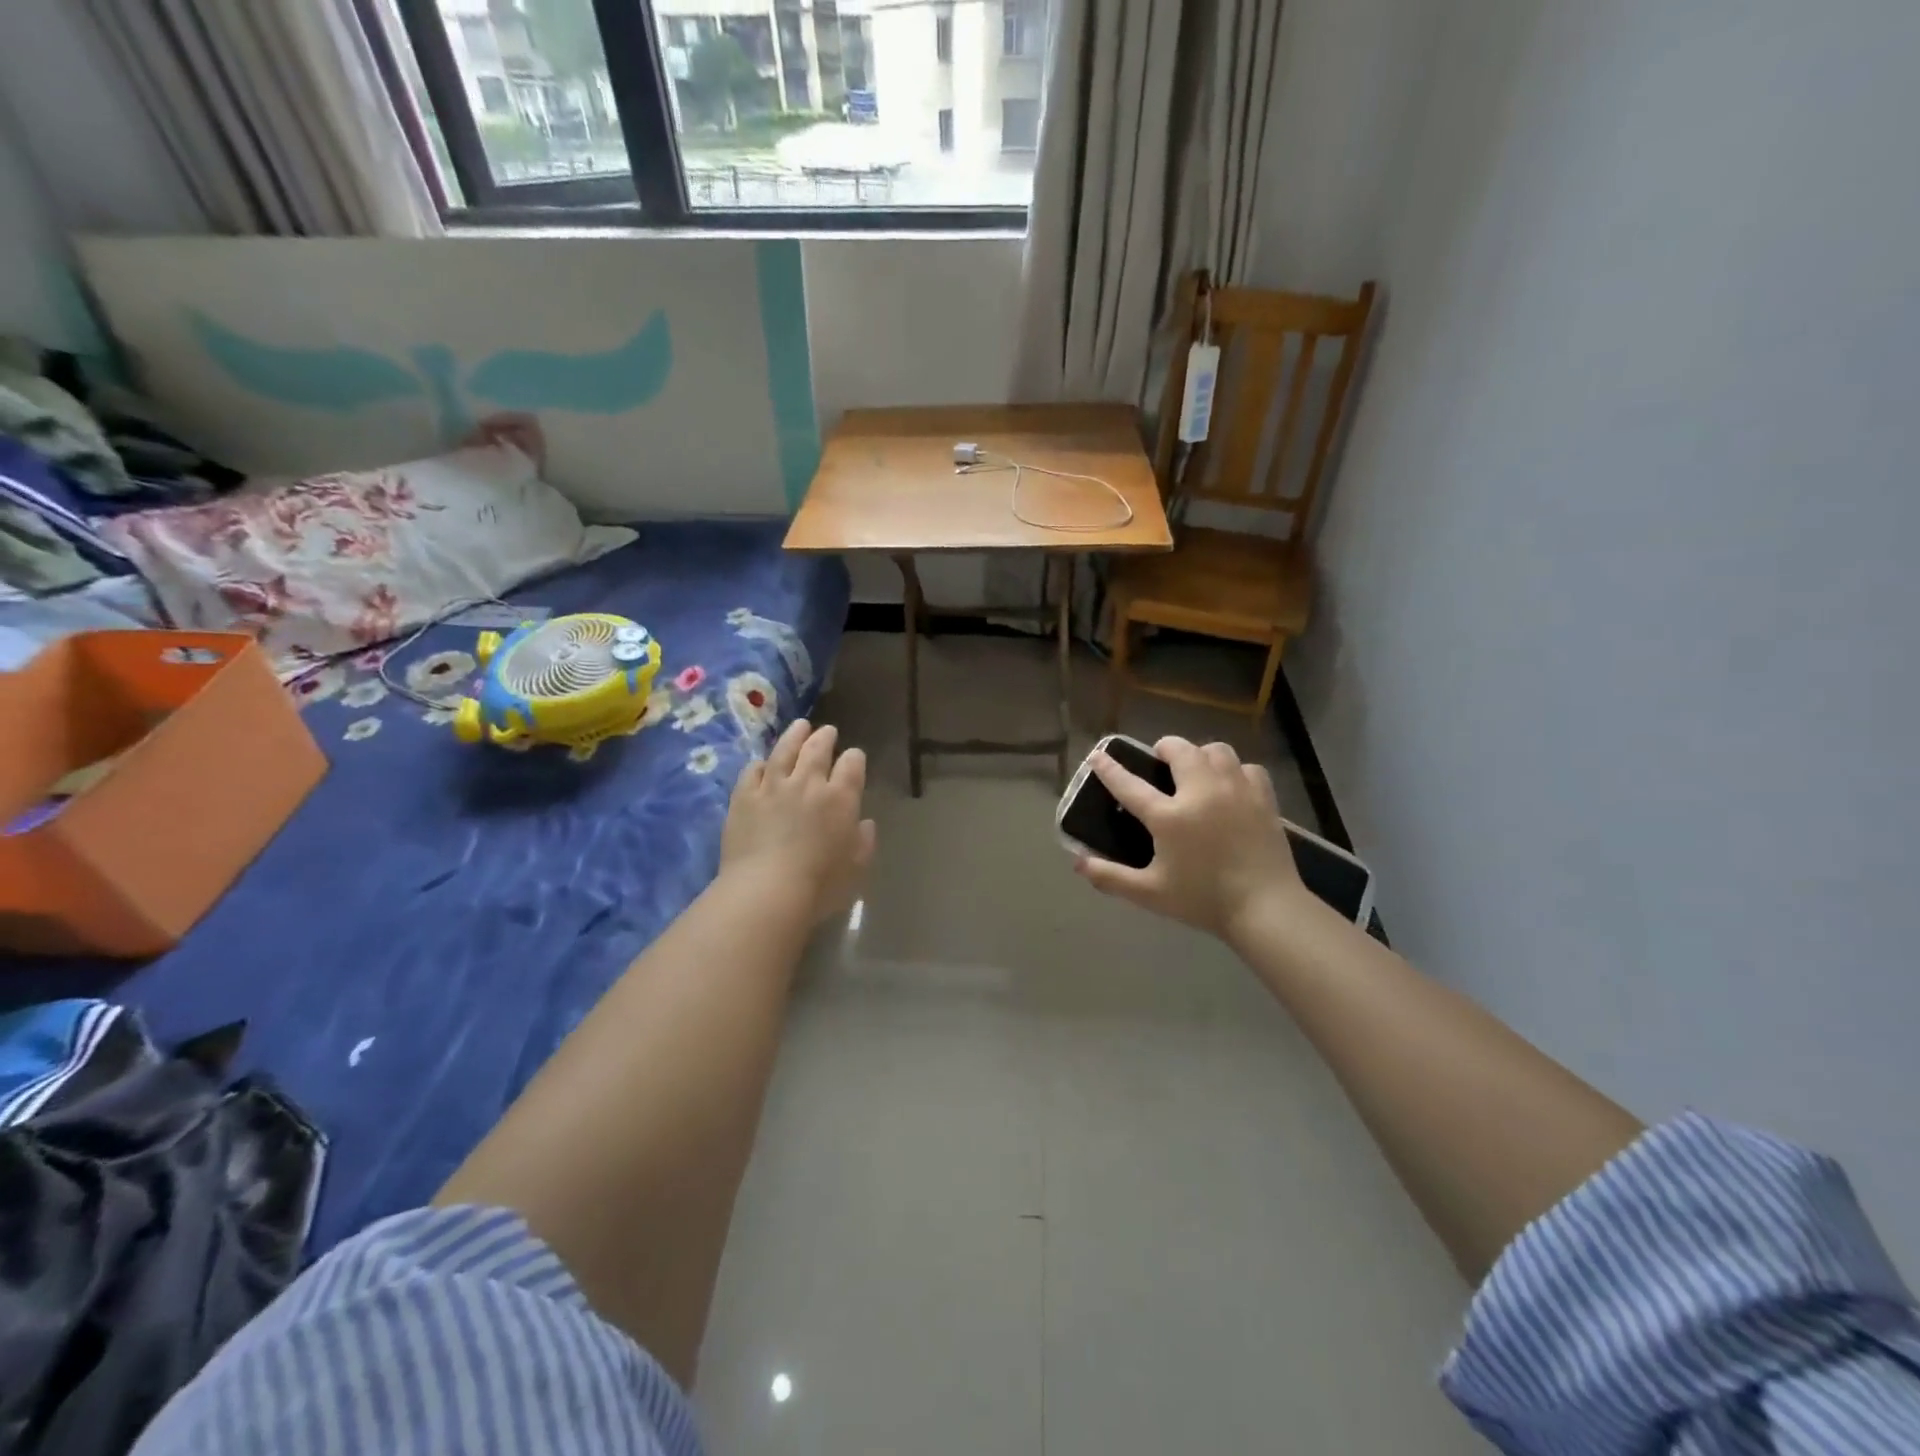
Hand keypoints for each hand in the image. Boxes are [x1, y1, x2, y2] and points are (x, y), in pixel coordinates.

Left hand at [721, 720, 876, 924]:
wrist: (766, 892)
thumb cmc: (820, 886)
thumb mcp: (856, 868)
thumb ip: (864, 841)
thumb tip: (864, 823)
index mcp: (840, 797)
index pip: (852, 764)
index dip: (855, 758)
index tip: (854, 758)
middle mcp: (808, 783)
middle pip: (817, 749)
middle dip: (825, 737)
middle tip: (828, 731)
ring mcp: (772, 787)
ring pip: (784, 750)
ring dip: (795, 736)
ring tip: (800, 726)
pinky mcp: (744, 798)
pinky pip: (752, 771)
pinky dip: (760, 764)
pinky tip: (762, 764)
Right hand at [1073, 737, 1304, 944]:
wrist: (1266, 907)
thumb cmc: (1203, 901)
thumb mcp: (1150, 894)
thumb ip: (1111, 878)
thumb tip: (1078, 864)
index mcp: (1169, 817)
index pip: (1130, 784)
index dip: (1109, 768)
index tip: (1097, 755)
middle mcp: (1201, 793)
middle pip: (1179, 750)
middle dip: (1164, 748)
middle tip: (1160, 761)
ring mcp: (1235, 791)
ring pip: (1216, 750)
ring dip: (1201, 754)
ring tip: (1197, 770)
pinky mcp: (1262, 797)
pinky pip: (1247, 768)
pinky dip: (1235, 771)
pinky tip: (1231, 787)